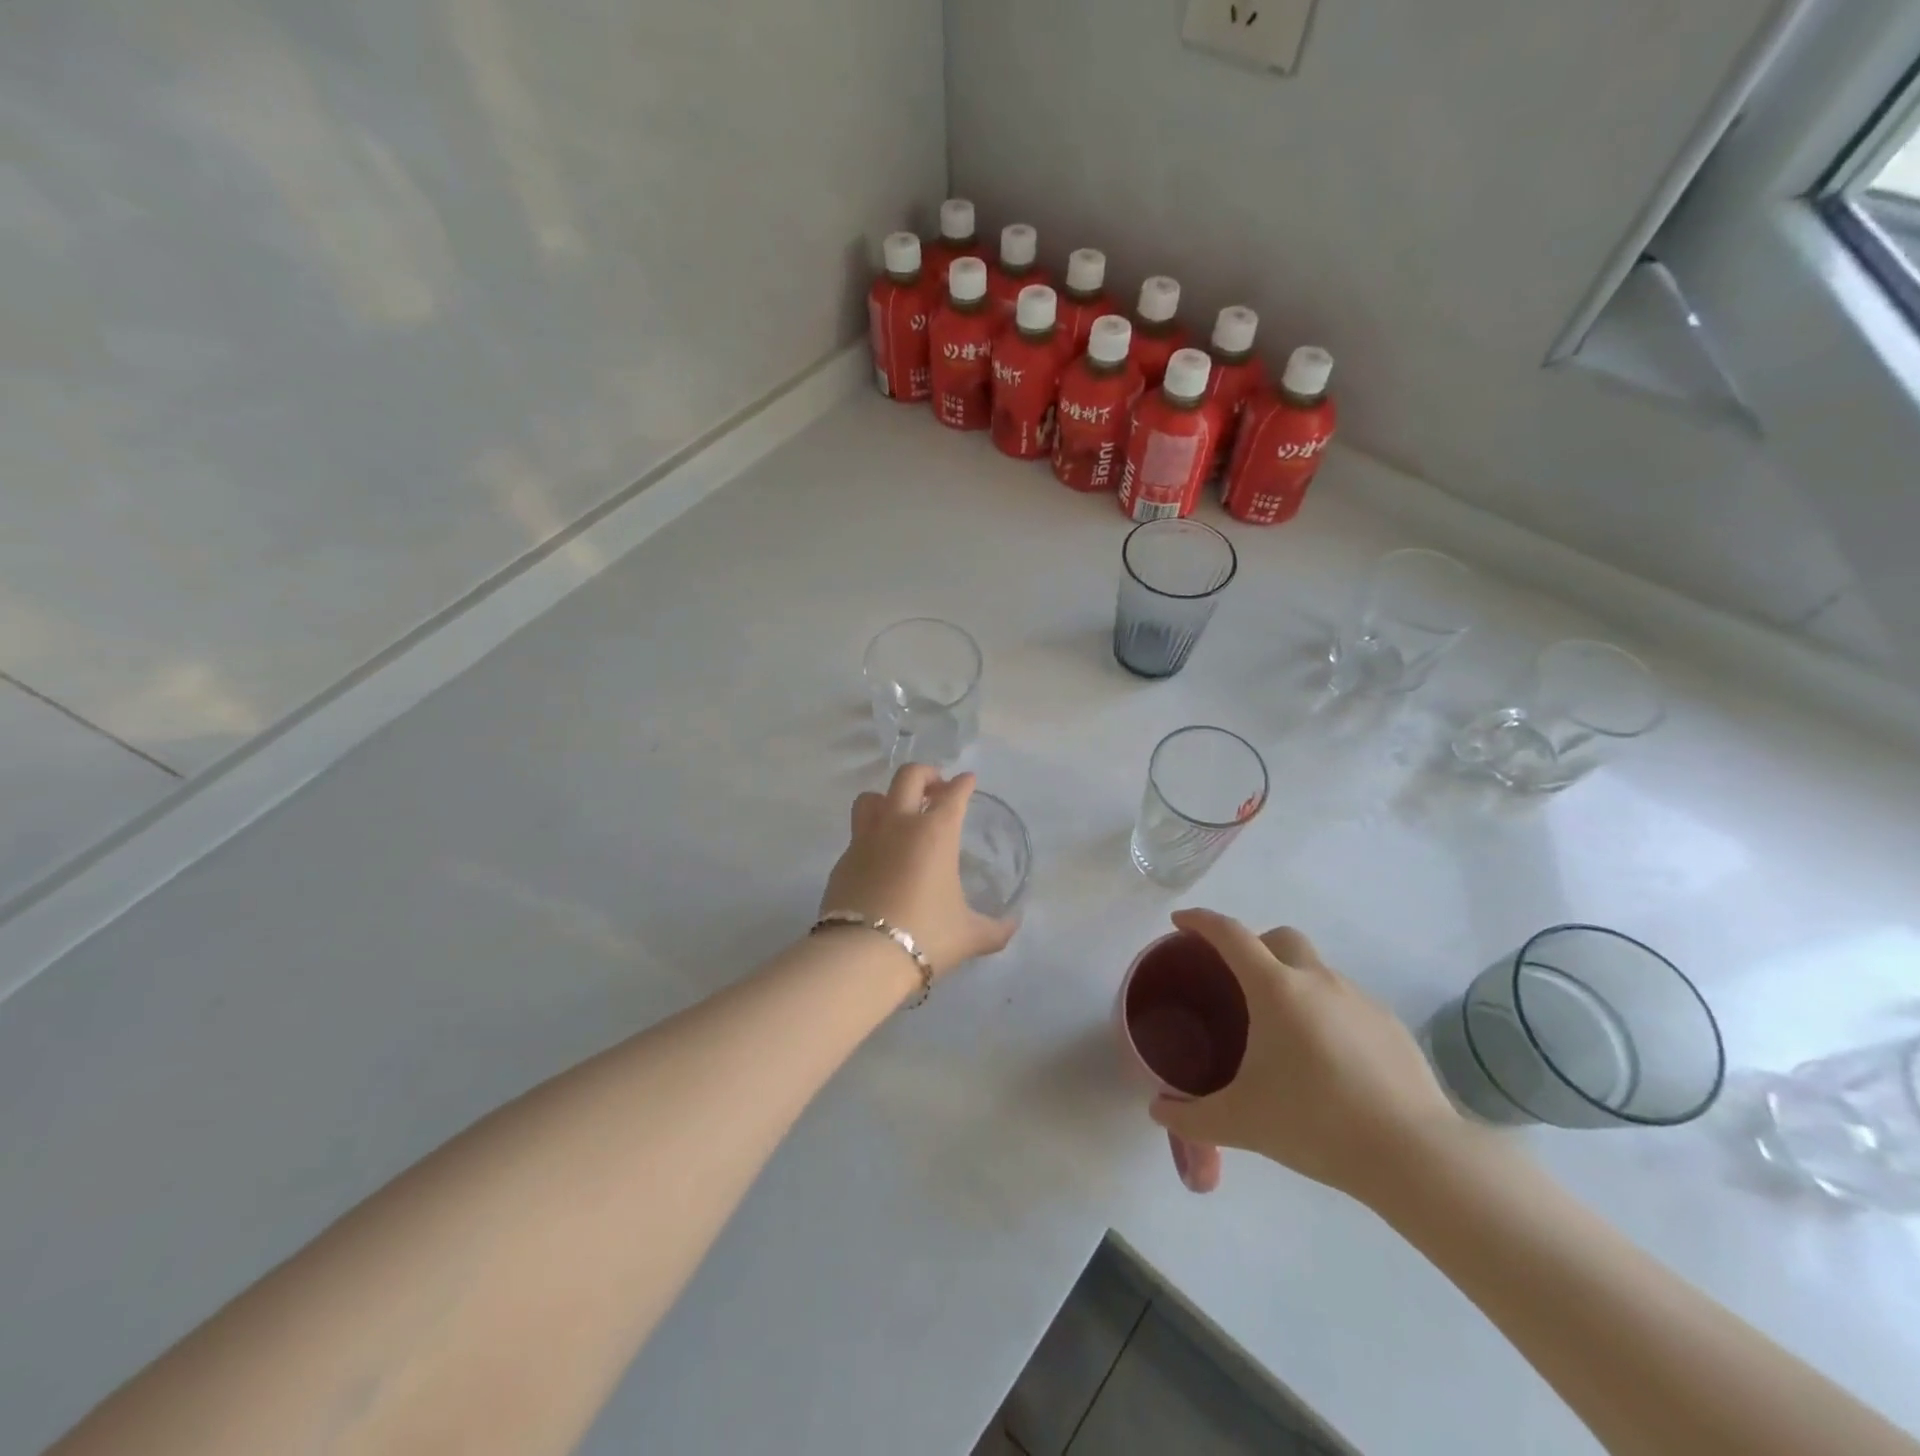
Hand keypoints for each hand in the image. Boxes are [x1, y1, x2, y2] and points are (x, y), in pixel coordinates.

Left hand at [820, 766, 1017, 977]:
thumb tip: (1013, 925)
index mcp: (936, 833)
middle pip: (909, 777)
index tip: (968, 781)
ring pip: (872, 797)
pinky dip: (871, 835)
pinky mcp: (843, 860)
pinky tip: (880, 856)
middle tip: (936, 788)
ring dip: (889, 797)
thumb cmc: (926, 936)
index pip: (953, 794)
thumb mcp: (970, 936)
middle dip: (926, 774)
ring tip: (900, 813)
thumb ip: (996, 929)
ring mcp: (865, 839)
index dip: (963, 784)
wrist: (862, 956)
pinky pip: (857, 833)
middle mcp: (899, 824)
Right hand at [1149, 909, 1462, 1205]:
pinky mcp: (1390, 1025)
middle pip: (1279, 937)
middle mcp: (1317, 980)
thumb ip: (1190, 1116)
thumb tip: (1158, 1110)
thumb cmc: (1315, 1124)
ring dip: (1292, 982)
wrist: (1414, 1156)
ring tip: (1282, 1031)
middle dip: (1254, 944)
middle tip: (1237, 980)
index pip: (1230, 934)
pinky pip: (1346, 1002)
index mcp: (1275, 989)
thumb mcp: (1240, 1123)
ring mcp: (1359, 999)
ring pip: (1316, 970)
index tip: (1180, 922)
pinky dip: (1326, 1012)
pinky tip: (1327, 1059)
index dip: (1201, 921)